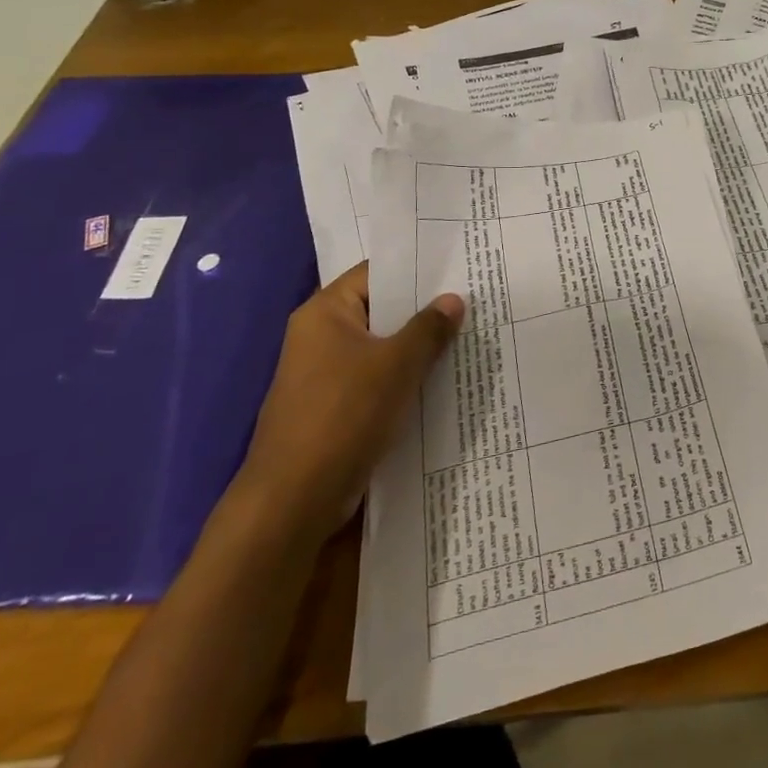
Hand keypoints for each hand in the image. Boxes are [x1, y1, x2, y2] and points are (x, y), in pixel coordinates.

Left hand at [235, 263, 462, 538]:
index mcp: (325, 313)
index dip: (417, 269)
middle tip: (473, 300)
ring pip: (381, 348)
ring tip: (467, 337)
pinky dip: (405, 378)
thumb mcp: (397, 365)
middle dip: (424, 310)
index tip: (459, 268)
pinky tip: (443, 381)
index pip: (376, 273)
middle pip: (380, 310)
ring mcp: (325, 374)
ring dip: (418, 347)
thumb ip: (429, 328)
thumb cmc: (343, 415)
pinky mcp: (335, 408)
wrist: (294, 499)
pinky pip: (377, 380)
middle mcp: (320, 336)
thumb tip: (454, 300)